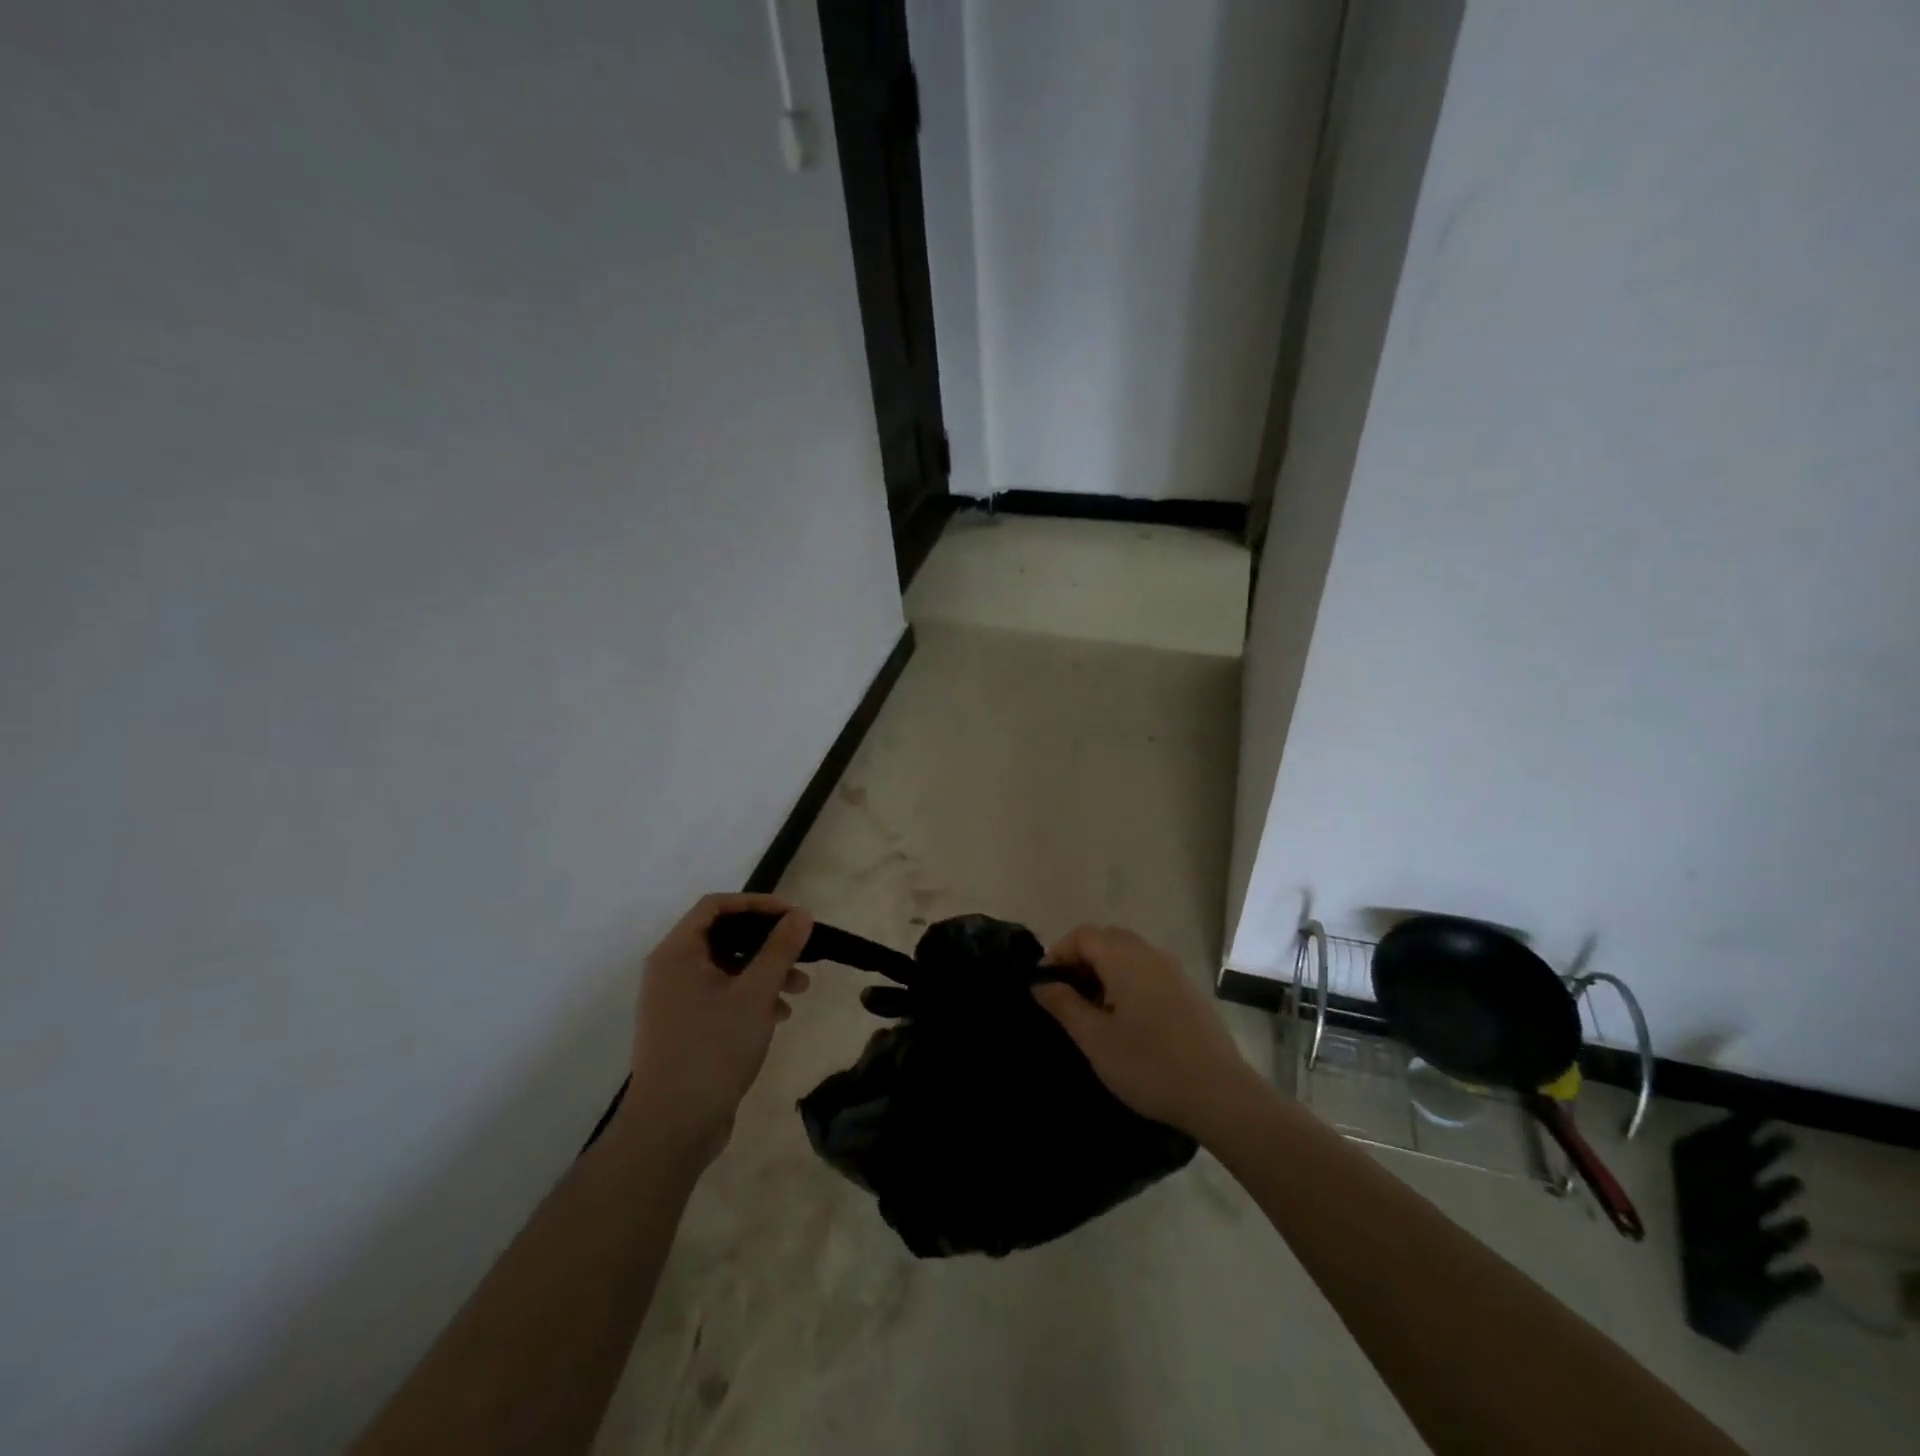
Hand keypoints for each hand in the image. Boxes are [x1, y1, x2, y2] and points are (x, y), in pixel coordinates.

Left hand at [624, 893, 814, 1165]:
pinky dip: (751, 996)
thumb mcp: (755, 993)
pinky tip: (779, 1014)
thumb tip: (800, 914)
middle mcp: (670, 971)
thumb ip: (780, 949)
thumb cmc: (713, 1048)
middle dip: (767, 942)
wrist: (673, 1126)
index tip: (793, 915)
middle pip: (724, 936)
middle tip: (802, 950)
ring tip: (801, 988)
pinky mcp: (685, 1028)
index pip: (716, 906)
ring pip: (726, 968)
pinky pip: (721, 995)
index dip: (757, 904)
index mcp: (677, 953)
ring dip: (765, 971)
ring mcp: (675, 1001)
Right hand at [1032, 924, 1257, 1139]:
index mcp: (1125, 958)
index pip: (1082, 935)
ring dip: (1104, 972)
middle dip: (1081, 961)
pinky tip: (1127, 1021)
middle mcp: (1151, 954)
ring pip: (1129, 955)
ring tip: (1094, 1013)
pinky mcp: (1188, 991)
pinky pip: (1149, 972)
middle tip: (1066, 998)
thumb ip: (1064, 1005)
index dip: (1058, 954)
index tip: (1045, 987)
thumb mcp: (1095, 1039)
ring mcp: (1174, 971)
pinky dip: (1128, 982)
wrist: (1219, 1094)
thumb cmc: (1149, 1064)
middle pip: (1106, 939)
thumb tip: (1041, 983)